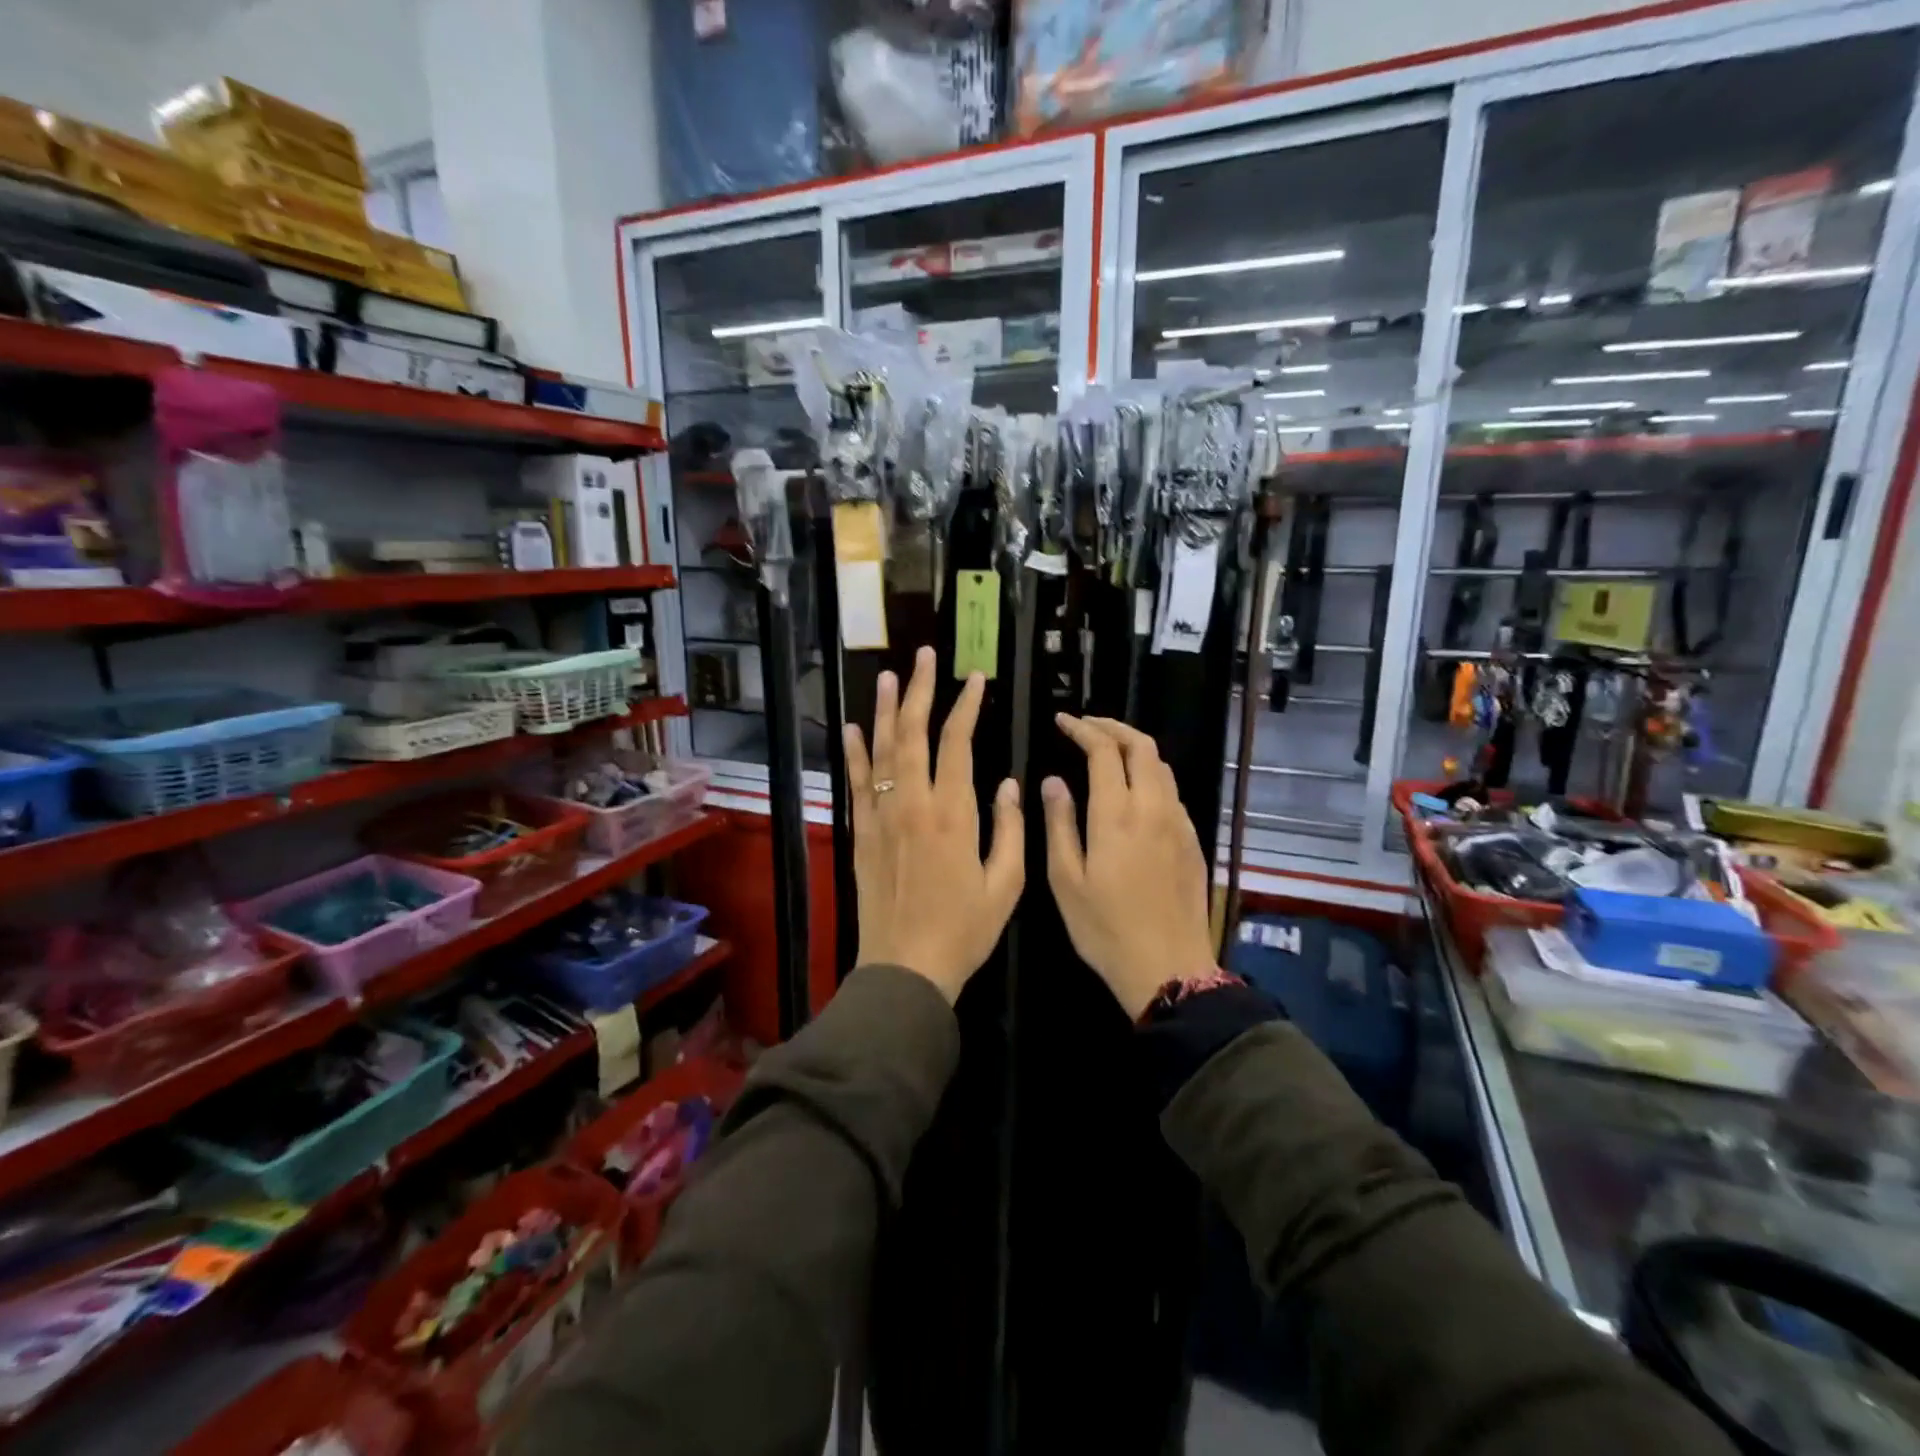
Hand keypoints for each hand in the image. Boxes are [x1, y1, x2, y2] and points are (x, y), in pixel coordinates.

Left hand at [843, 646, 1023, 1002]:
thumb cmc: (963, 930)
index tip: (975, 679)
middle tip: (926, 656)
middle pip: (913, 735)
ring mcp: (881, 817)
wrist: (905, 968)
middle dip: (921, 692)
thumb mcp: (1005, 885)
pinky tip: (855, 728)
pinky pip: (856, 784)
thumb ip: (1009, 829)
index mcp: (952, 814)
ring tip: (890, 676)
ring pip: (881, 751)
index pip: (957, 743)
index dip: (966, 706)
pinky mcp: (861, 834)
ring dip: (886, 710)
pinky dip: (854, 753)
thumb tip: (1009, 783)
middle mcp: (912, 805)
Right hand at [1042, 716, 1214, 1017]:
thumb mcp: (1066, 880)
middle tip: (1086, 726)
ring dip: (1135, 748)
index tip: (1063, 721)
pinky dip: (1150, 776)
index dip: (1083, 729)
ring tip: (1109, 752)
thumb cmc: (1105, 929)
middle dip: (1113, 727)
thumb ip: (1059, 824)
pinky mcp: (1192, 841)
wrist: (1169, 968)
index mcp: (1117, 815)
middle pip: (1142, 746)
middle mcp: (1153, 808)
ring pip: (1162, 766)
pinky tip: (1134, 793)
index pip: (1104, 751)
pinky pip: (1171, 792)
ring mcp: (1178, 823)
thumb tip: (1053, 782)